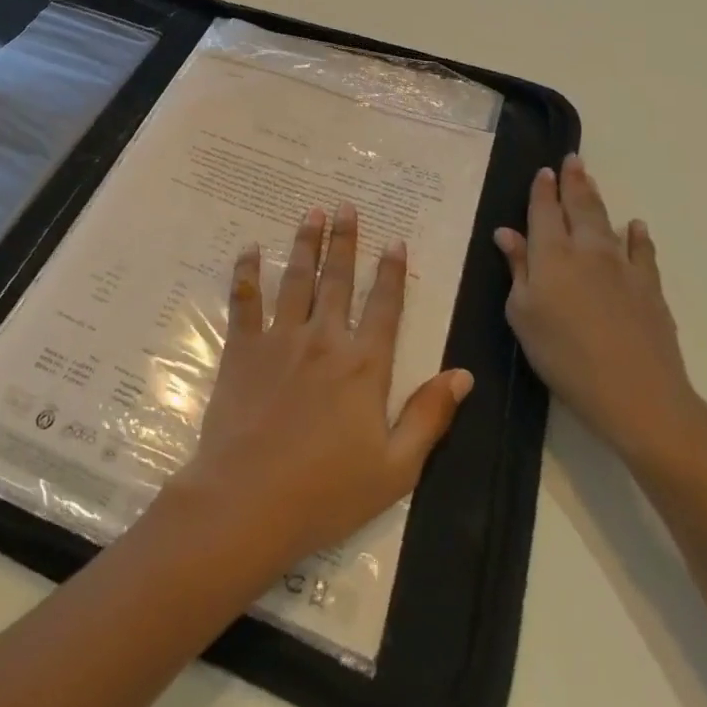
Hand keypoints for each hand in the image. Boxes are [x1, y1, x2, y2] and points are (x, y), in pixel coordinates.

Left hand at [175, 203, 473, 575]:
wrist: (249, 501)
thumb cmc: (327, 492)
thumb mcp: (396, 468)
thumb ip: (429, 416)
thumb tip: (463, 374)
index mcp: (364, 366)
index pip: (384, 306)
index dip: (391, 272)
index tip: (394, 241)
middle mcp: (324, 340)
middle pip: (337, 280)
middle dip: (344, 240)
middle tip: (345, 205)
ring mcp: (280, 340)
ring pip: (296, 280)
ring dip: (305, 243)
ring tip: (311, 212)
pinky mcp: (243, 349)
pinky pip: (245, 301)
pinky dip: (246, 272)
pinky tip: (250, 249)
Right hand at [495, 156, 706, 480]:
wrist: (635, 391)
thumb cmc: (563, 355)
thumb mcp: (523, 315)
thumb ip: (517, 270)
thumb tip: (506, 233)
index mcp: (551, 255)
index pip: (544, 211)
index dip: (542, 190)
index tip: (544, 171)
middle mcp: (587, 250)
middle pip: (579, 206)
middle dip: (574, 181)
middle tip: (572, 160)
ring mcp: (623, 266)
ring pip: (607, 222)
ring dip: (597, 200)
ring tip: (591, 181)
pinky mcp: (650, 287)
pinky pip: (643, 251)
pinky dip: (637, 235)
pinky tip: (635, 226)